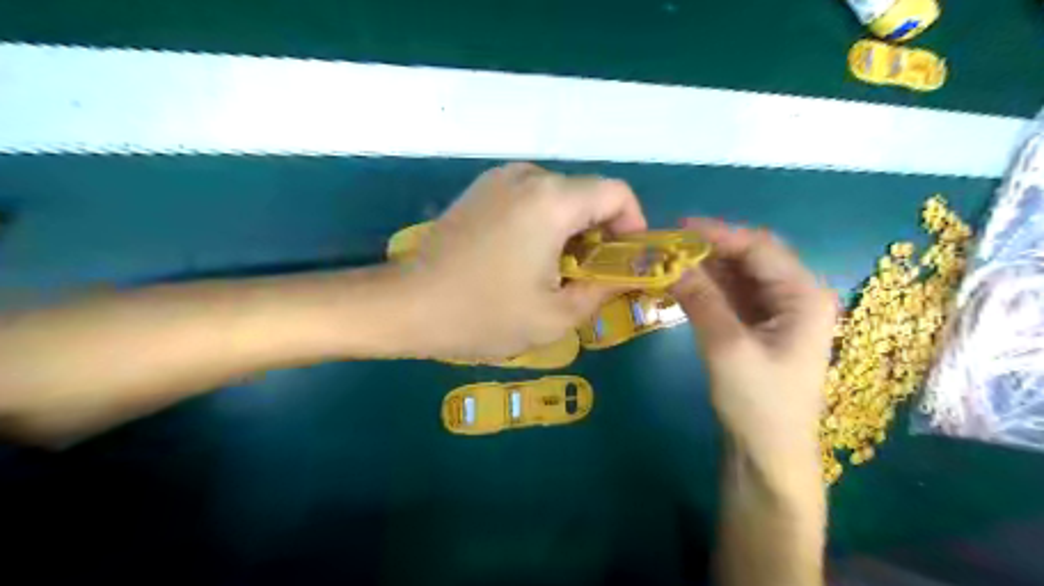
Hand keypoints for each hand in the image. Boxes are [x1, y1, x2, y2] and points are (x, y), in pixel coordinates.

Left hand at [403, 163, 649, 358]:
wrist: (408, 305)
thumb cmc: (484, 314)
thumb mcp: (555, 316)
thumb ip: (602, 290)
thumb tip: (626, 275)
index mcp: (552, 200)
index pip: (617, 193)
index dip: (633, 226)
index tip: (623, 263)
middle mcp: (528, 176)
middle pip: (587, 194)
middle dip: (600, 234)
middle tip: (589, 278)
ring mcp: (499, 180)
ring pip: (559, 197)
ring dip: (571, 231)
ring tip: (555, 273)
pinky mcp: (480, 191)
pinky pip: (530, 199)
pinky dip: (544, 224)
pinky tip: (525, 259)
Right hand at [669, 219, 836, 476]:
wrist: (768, 455)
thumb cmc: (759, 404)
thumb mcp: (727, 347)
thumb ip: (701, 299)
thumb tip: (669, 261)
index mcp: (804, 296)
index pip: (759, 248)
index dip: (718, 233)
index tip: (677, 226)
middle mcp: (795, 297)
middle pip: (750, 258)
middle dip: (709, 248)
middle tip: (668, 243)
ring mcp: (777, 312)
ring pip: (738, 276)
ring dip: (705, 267)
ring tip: (669, 259)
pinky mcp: (758, 327)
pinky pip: (732, 296)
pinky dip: (707, 287)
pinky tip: (682, 283)